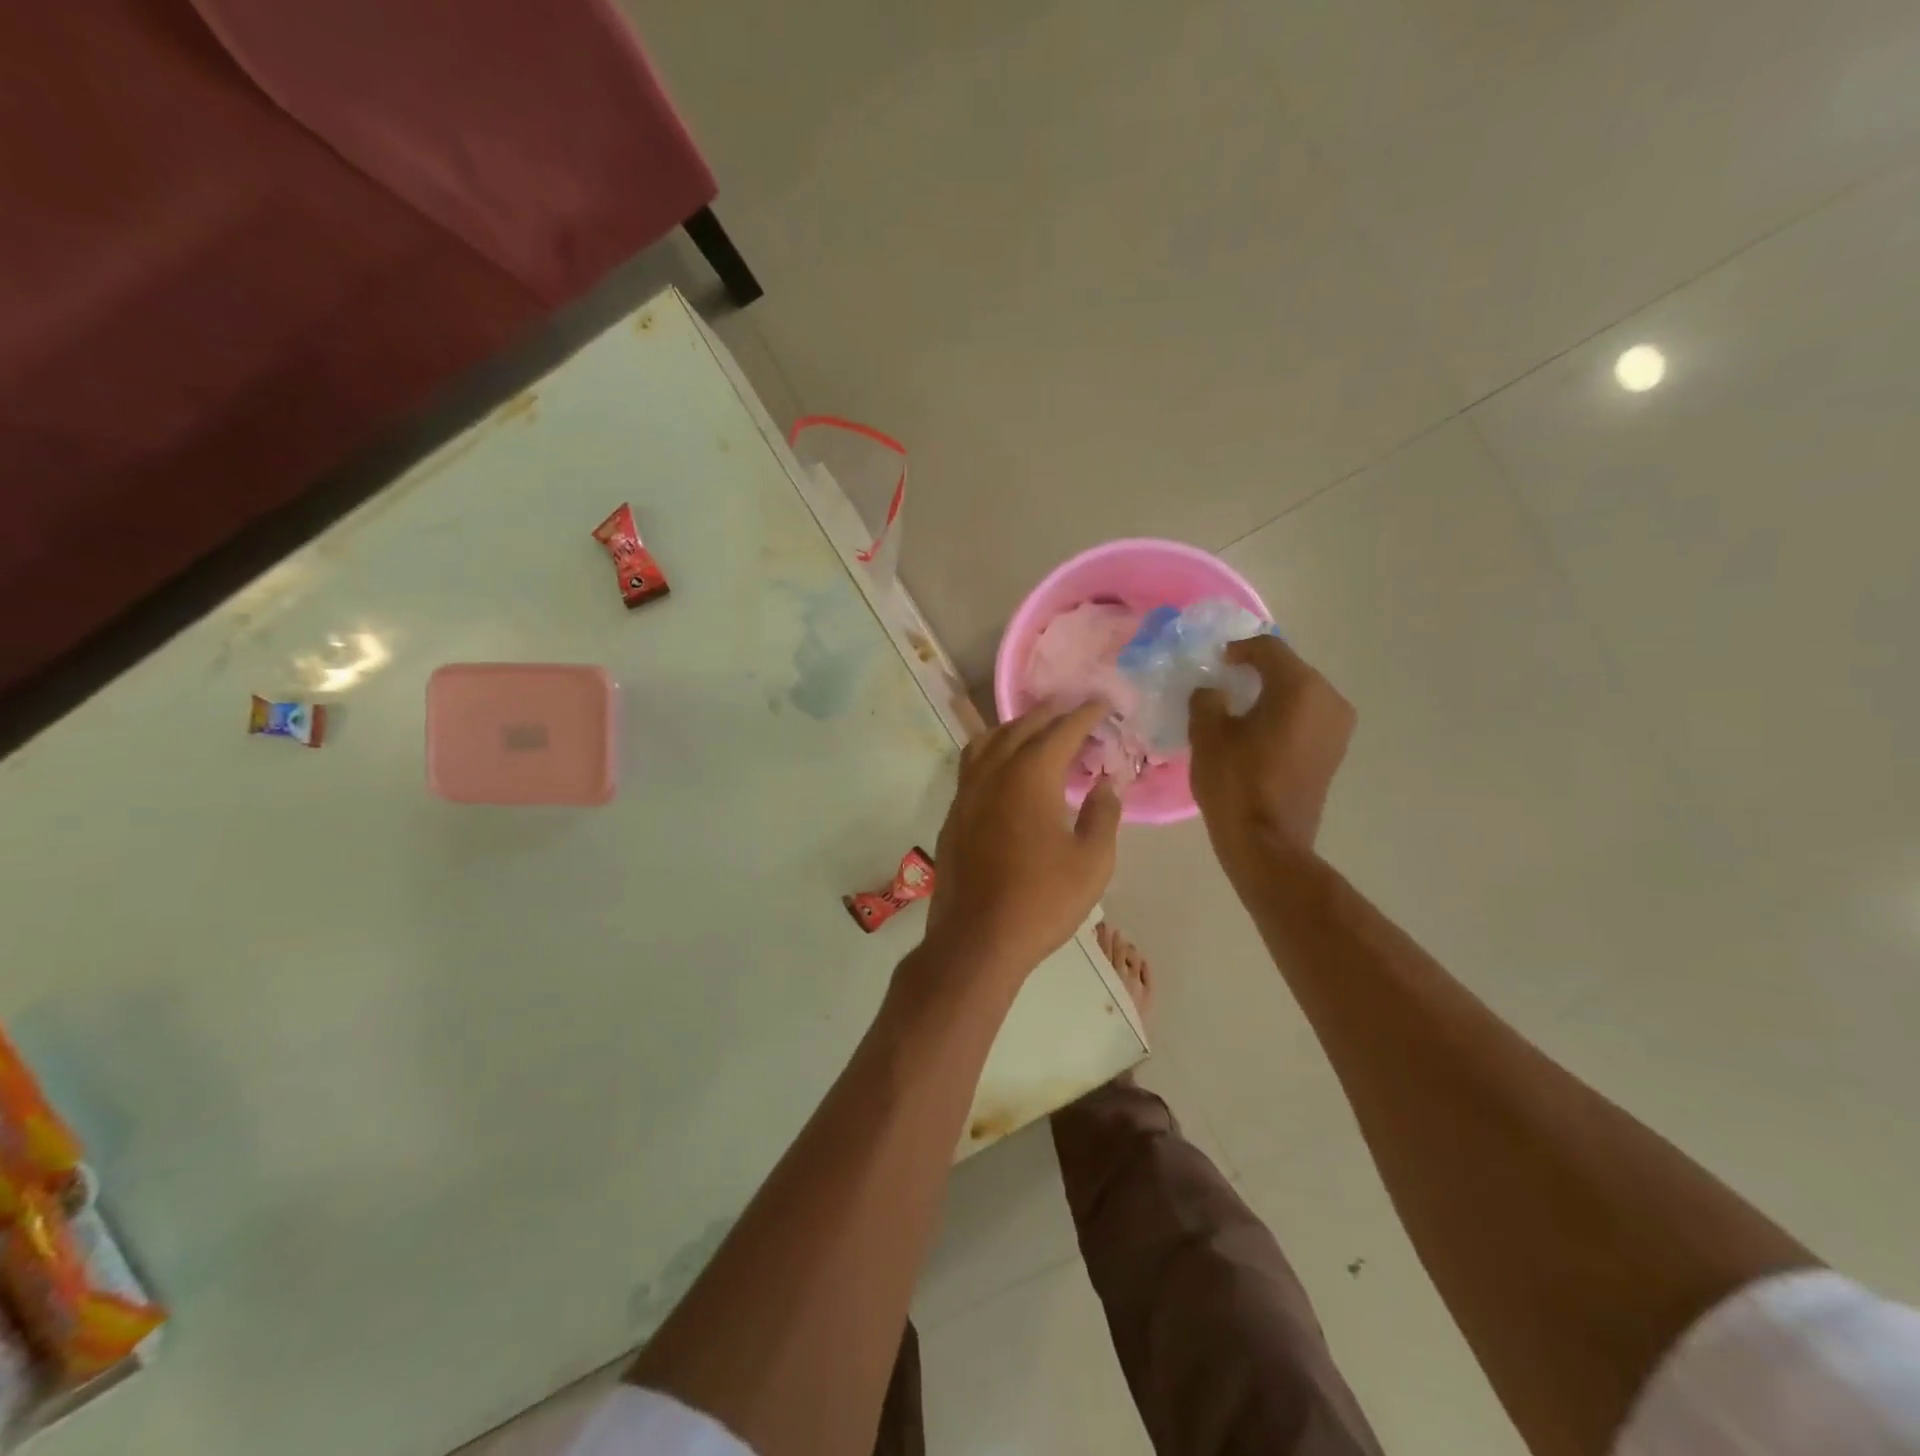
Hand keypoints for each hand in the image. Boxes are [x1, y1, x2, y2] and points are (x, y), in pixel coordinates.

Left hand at [922, 700, 1122, 988]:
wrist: (977, 939)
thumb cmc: (1042, 900)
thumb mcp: (1092, 861)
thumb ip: (1103, 814)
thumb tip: (1108, 783)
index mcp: (1030, 775)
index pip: (1062, 730)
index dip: (1086, 715)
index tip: (1104, 704)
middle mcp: (994, 772)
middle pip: (1022, 726)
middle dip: (1051, 714)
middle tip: (1075, 712)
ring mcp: (967, 791)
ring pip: (989, 740)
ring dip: (1017, 727)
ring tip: (1039, 732)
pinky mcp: (954, 812)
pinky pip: (973, 763)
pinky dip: (994, 750)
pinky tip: (1006, 768)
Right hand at [1189, 635, 1355, 863]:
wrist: (1267, 842)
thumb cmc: (1235, 783)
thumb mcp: (1207, 735)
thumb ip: (1207, 699)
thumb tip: (1212, 690)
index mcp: (1300, 688)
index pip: (1268, 649)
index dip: (1238, 649)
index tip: (1215, 661)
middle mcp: (1329, 699)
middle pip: (1289, 669)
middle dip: (1256, 671)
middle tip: (1223, 682)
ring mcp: (1338, 728)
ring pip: (1300, 694)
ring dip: (1270, 694)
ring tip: (1238, 708)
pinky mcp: (1334, 752)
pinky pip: (1307, 717)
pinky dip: (1283, 715)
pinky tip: (1257, 731)